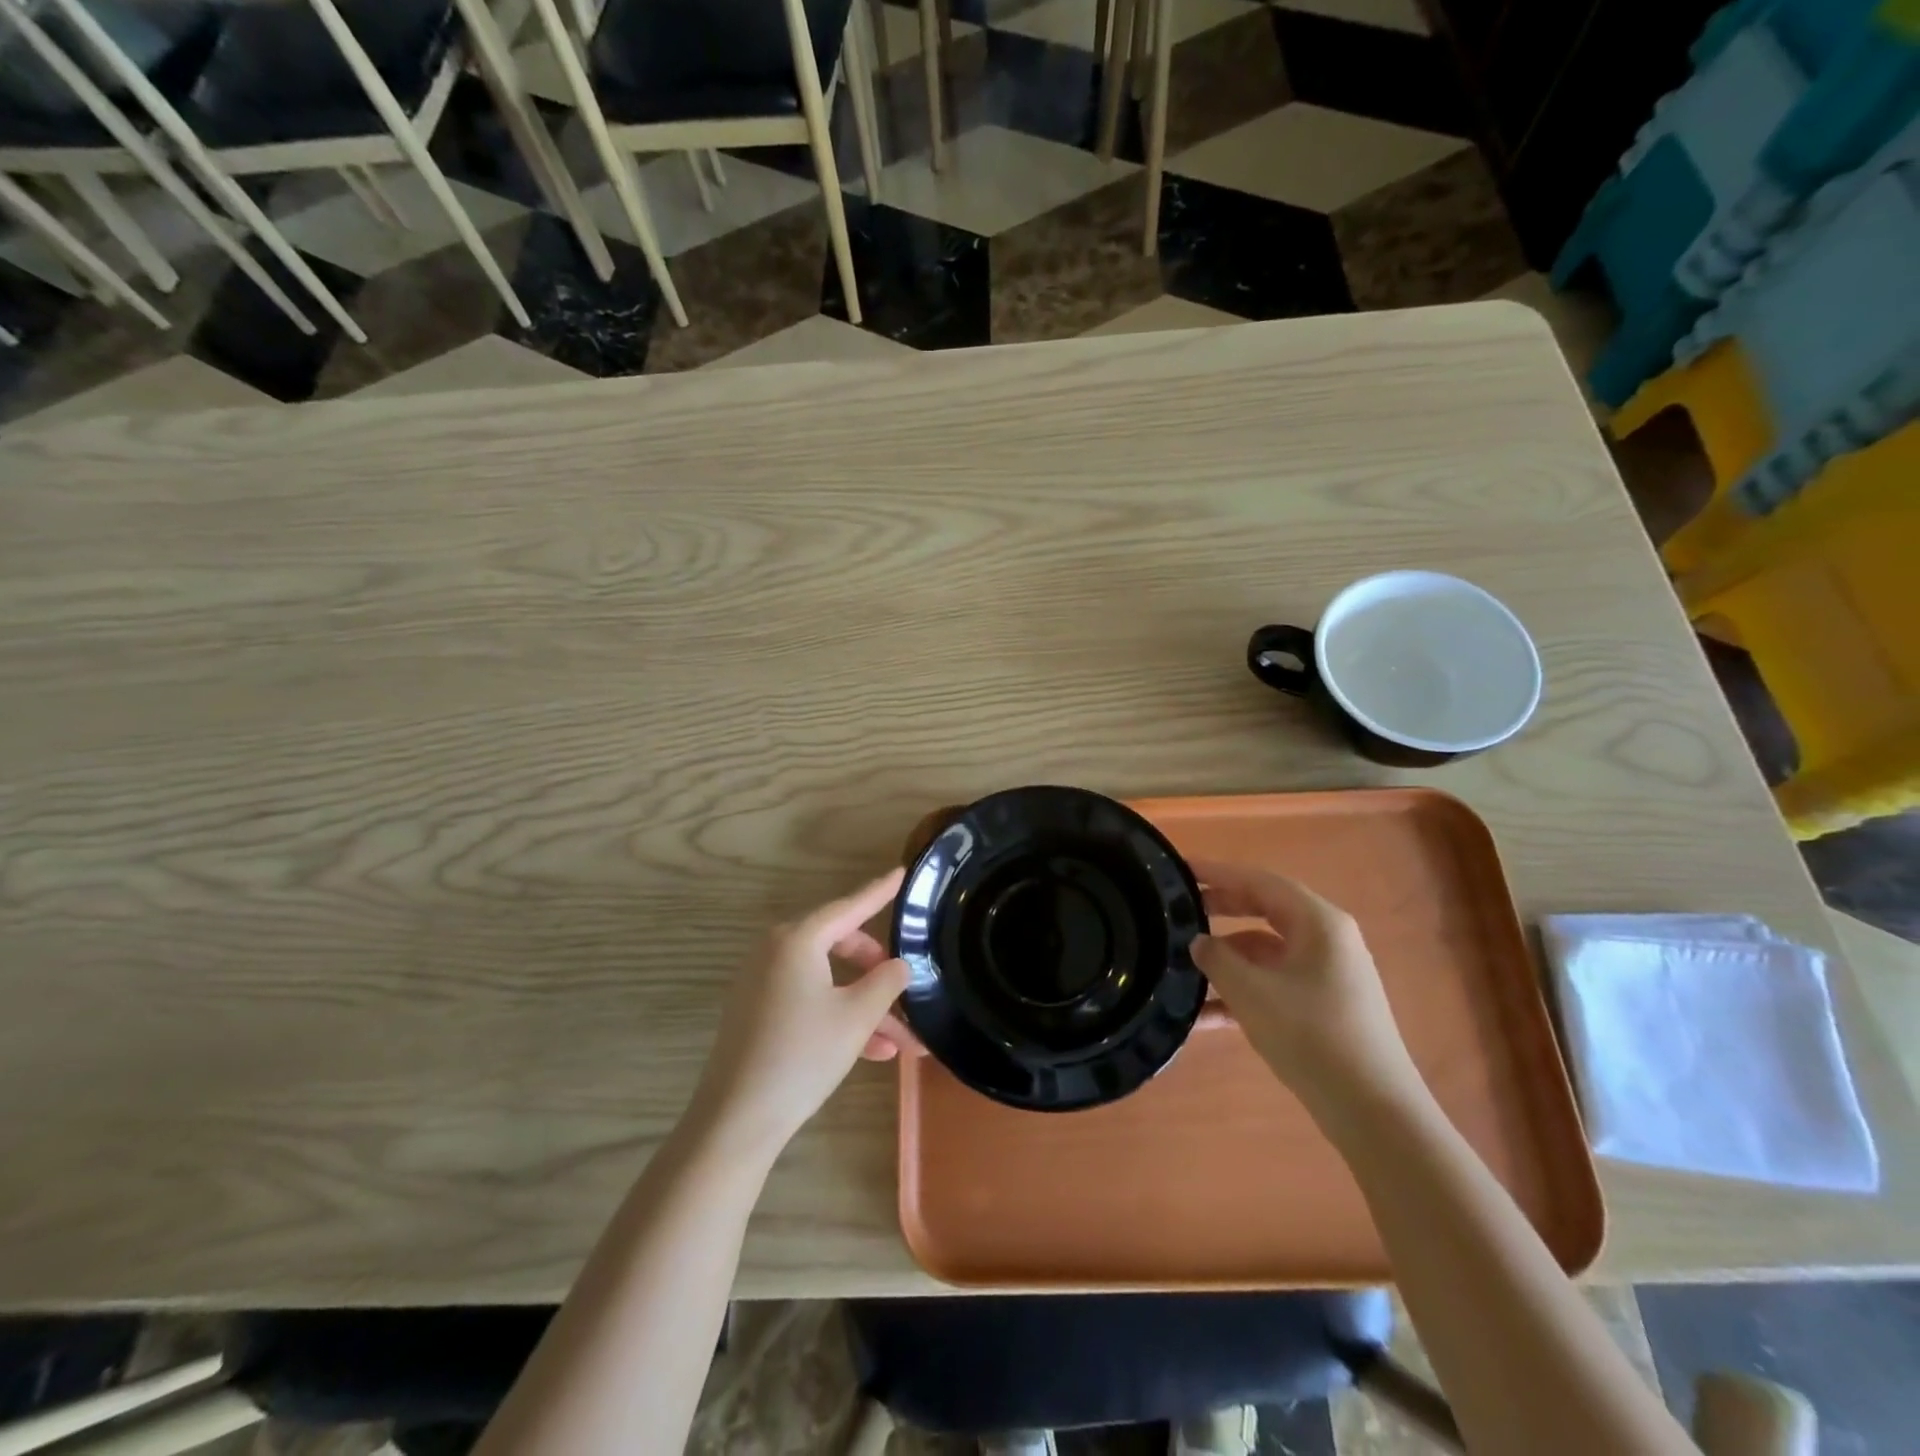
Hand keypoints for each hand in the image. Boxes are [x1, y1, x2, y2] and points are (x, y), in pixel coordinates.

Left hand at [690, 869, 910, 1159]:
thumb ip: (886, 982)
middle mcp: (775, 951)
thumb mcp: (857, 1017)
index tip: (901, 873)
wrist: (736, 1120)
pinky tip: (873, 1052)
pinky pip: (808, 999)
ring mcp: (762, 981)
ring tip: (902, 1041)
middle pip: (839, 944)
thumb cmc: (802, 1056)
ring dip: (864, 1006)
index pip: (849, 906)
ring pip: (828, 980)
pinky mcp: (757, 1011)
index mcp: (797, 939)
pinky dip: (839, 1016)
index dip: (879, 892)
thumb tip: (899, 965)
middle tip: (904, 986)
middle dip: (877, 970)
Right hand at [1190, 859, 1421, 1112]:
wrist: (1373, 1112)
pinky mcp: (1323, 1006)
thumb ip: (1217, 958)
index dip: (1218, 873)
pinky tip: (1205, 1016)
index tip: (1180, 869)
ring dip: (1226, 959)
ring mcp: (1327, 974)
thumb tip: (1198, 942)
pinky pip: (1274, 983)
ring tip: (1182, 966)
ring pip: (1265, 951)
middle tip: (1177, 910)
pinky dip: (1242, 992)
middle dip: (1219, 910)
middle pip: (1264, 910)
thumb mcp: (1252, 992)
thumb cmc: (1312, 1036)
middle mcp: (1326, 939)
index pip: (1259, 881)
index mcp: (1318, 922)